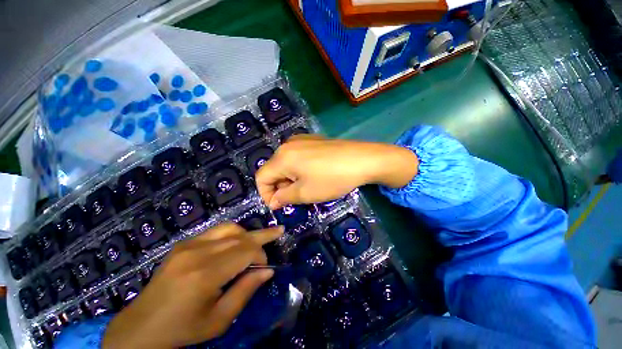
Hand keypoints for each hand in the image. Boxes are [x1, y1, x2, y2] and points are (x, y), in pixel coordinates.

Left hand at [102, 223, 283, 348]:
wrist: (141, 327)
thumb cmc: (183, 329)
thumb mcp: (219, 320)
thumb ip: (246, 291)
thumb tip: (268, 271)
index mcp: (205, 274)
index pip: (246, 250)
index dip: (261, 254)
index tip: (265, 266)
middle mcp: (197, 252)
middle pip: (240, 235)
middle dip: (261, 236)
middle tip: (278, 231)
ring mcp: (188, 245)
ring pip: (229, 227)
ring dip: (246, 233)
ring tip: (255, 242)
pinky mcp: (183, 244)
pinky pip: (215, 231)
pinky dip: (231, 234)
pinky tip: (234, 244)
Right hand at [256, 135, 417, 208]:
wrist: (363, 159)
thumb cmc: (332, 178)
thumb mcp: (305, 193)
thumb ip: (284, 197)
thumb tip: (274, 200)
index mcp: (282, 157)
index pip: (261, 177)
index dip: (266, 194)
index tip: (279, 206)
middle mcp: (288, 144)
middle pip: (274, 169)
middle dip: (280, 187)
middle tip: (295, 199)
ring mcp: (301, 140)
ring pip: (286, 163)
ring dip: (290, 179)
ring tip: (306, 187)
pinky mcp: (313, 140)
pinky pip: (297, 156)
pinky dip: (299, 169)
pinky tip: (313, 174)